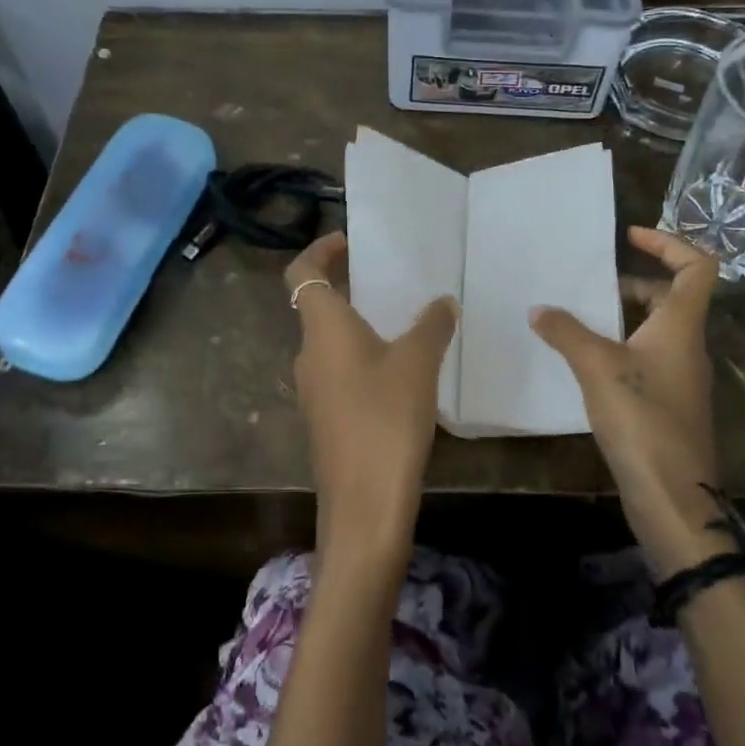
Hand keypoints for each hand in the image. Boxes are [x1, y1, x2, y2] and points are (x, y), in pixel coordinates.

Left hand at [285, 232, 458, 572]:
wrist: (364, 504)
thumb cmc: (386, 418)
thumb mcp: (418, 363)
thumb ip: (431, 325)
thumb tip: (442, 302)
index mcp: (323, 329)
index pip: (302, 273)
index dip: (319, 250)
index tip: (349, 241)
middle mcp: (308, 353)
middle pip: (317, 305)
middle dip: (348, 286)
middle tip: (388, 278)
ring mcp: (314, 388)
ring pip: (331, 341)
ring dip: (359, 324)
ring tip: (403, 320)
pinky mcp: (326, 417)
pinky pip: (340, 370)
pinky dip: (362, 356)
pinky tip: (400, 369)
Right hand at [530, 226, 725, 577]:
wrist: (673, 497)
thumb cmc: (642, 420)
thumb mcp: (598, 367)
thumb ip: (566, 332)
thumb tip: (539, 309)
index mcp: (681, 327)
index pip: (697, 267)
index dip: (669, 243)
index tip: (630, 236)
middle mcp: (688, 347)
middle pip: (673, 297)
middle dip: (634, 282)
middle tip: (592, 285)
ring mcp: (681, 378)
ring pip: (657, 330)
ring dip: (624, 317)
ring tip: (580, 320)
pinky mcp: (668, 405)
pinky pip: (647, 358)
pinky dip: (621, 347)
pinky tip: (587, 363)